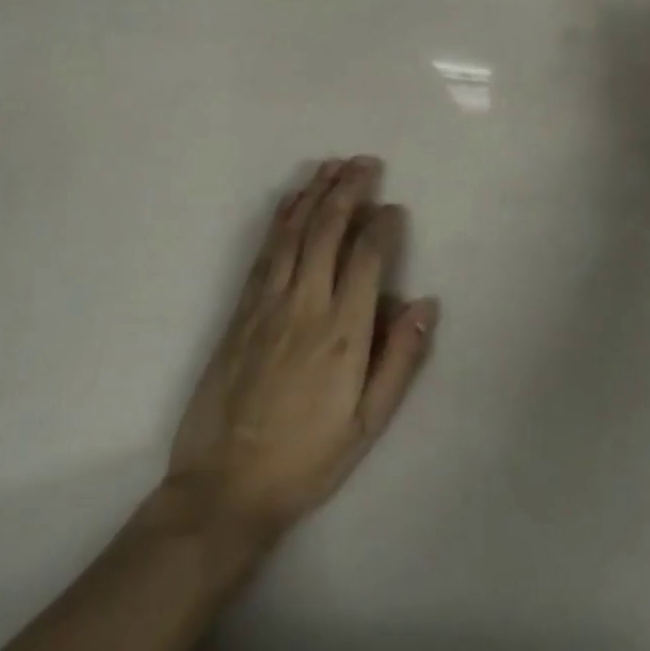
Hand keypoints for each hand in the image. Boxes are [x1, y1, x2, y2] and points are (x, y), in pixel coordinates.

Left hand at [162, 157, 438, 548]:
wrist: (223, 487)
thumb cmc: (306, 459)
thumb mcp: (368, 424)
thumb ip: (400, 360)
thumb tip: (425, 304)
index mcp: (342, 331)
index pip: (367, 256)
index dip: (383, 225)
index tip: (395, 209)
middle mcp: (304, 304)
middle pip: (328, 229)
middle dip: (349, 189)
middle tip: (365, 162)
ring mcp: (267, 303)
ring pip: (293, 231)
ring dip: (314, 193)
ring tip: (332, 165)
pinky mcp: (240, 310)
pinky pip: (264, 251)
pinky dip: (280, 218)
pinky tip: (291, 201)